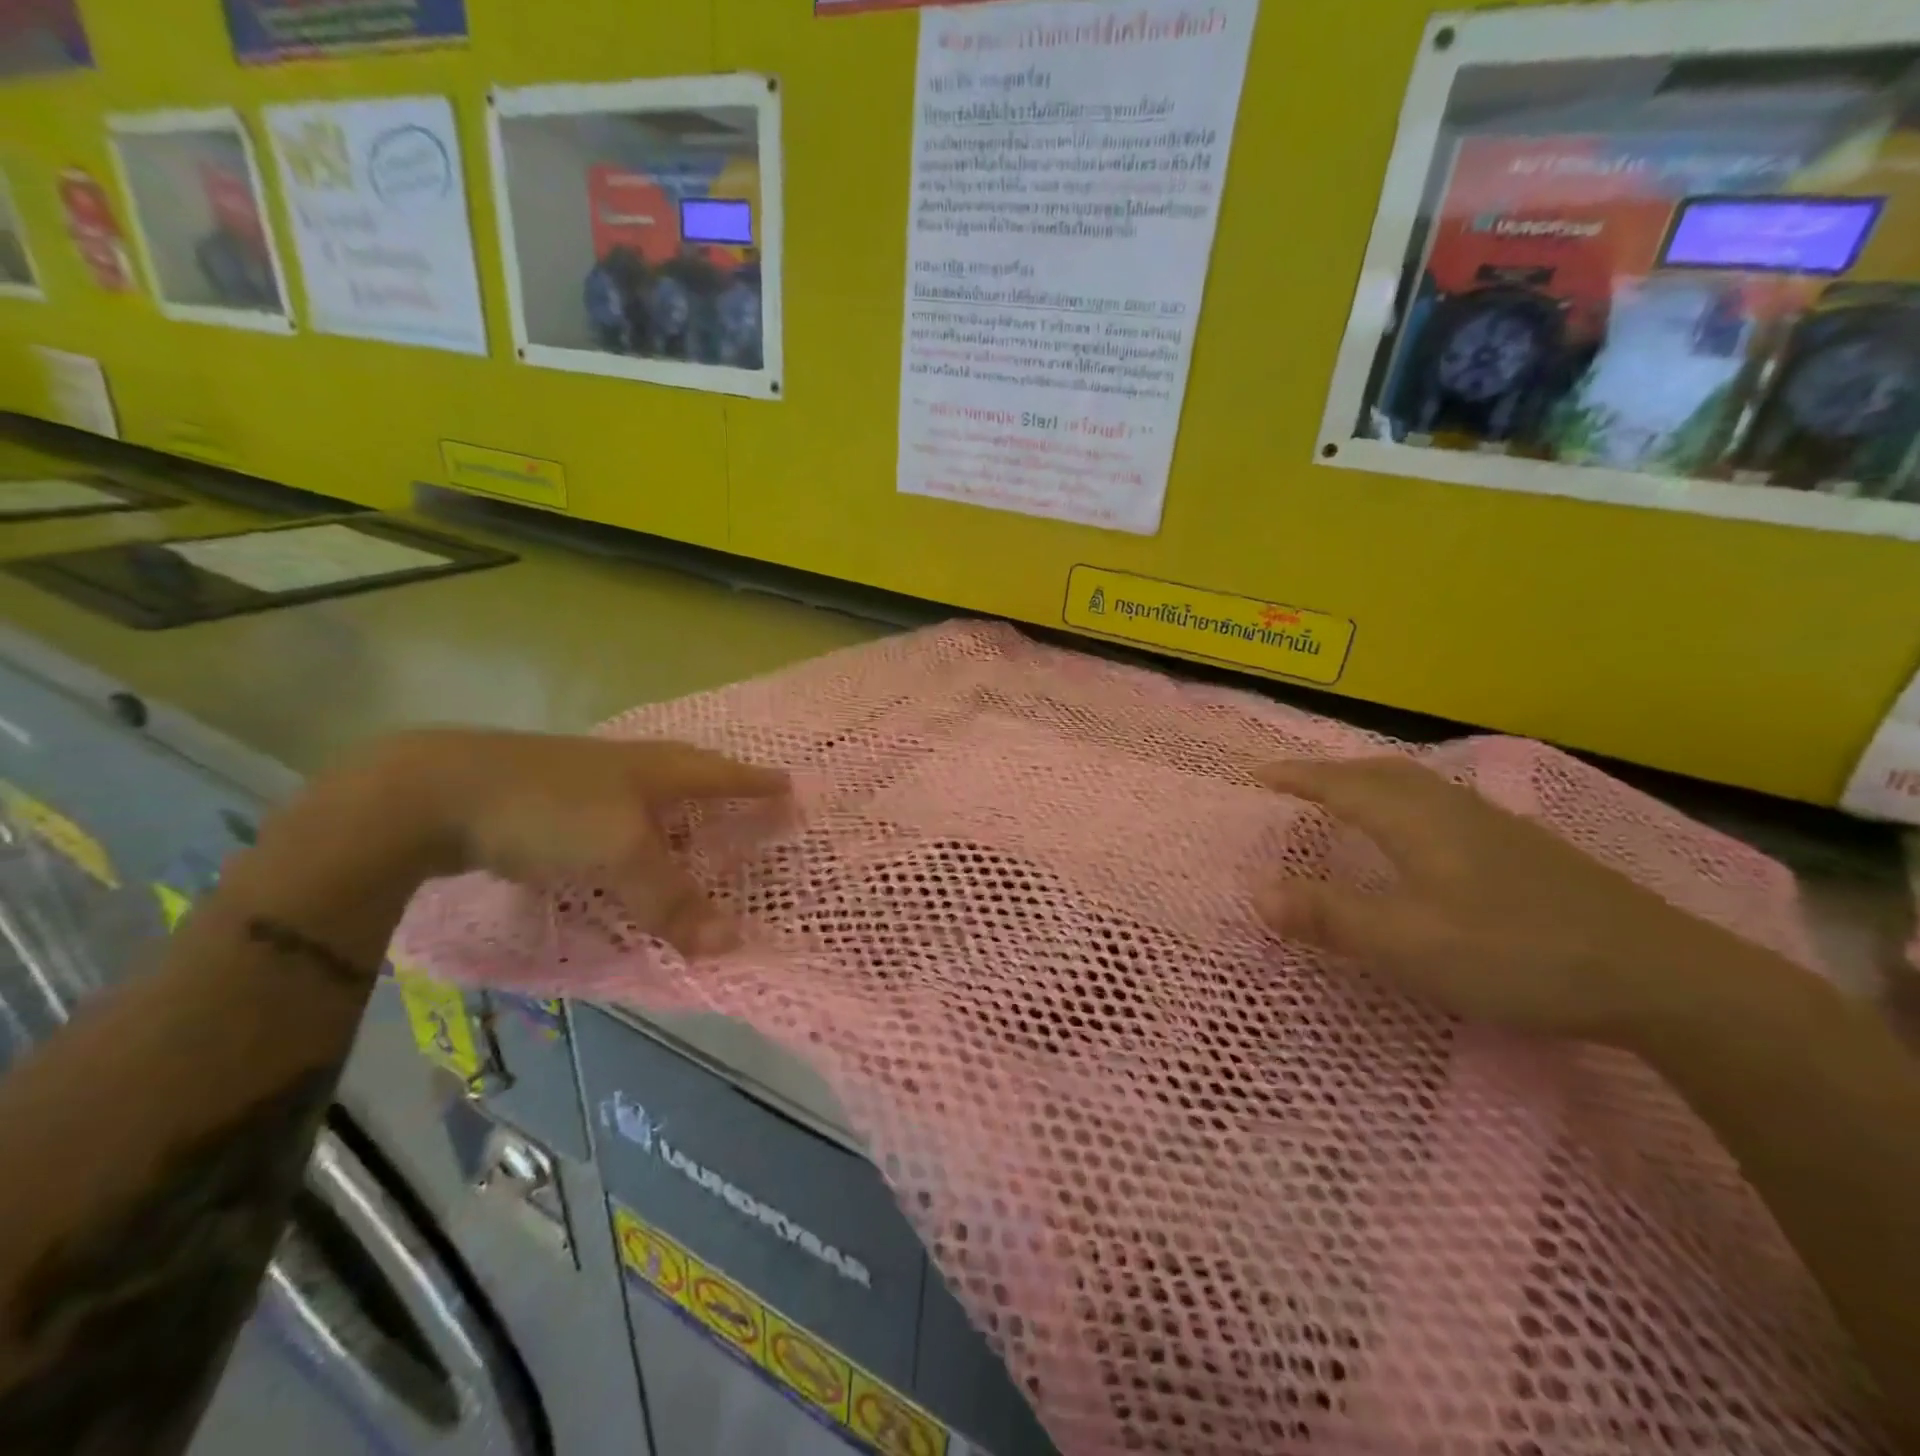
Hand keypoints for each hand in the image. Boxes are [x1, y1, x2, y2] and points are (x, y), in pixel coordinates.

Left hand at [373, 729, 789, 956]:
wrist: (434, 792)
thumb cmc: (550, 811)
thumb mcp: (621, 855)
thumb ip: (673, 900)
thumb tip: (734, 945)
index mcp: (656, 769)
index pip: (723, 774)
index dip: (757, 784)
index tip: (790, 788)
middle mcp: (626, 767)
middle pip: (686, 772)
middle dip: (720, 786)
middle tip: (747, 801)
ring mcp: (583, 781)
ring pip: (644, 795)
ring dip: (673, 812)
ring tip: (691, 833)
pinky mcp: (544, 801)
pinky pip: (607, 818)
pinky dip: (628, 835)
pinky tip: (619, 851)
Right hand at [1254, 756, 1743, 1043]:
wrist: (1659, 975)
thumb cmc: (1514, 953)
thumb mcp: (1406, 943)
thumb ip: (1328, 916)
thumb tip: (1256, 891)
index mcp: (1415, 821)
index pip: (1340, 784)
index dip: (1295, 777)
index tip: (1255, 774)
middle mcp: (1450, 808)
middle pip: (1378, 772)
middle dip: (1327, 772)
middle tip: (1291, 783)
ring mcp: (1493, 825)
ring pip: (1415, 784)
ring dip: (1367, 782)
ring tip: (1342, 798)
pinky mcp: (1523, 849)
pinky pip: (1440, 804)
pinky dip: (1403, 801)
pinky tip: (1417, 833)